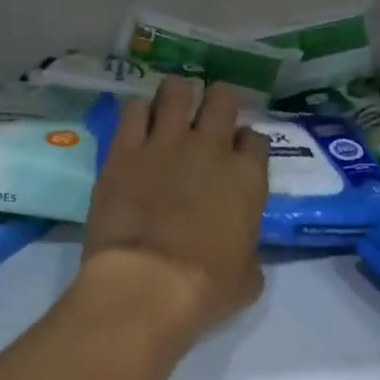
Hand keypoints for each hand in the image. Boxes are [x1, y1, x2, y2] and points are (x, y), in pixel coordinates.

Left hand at [77, 77, 268, 343]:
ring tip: (170, 110)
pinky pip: (133, 109)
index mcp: (247, 177)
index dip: (246, 144)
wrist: (148, 284)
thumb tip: (242, 253)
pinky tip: (137, 125)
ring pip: (176, 92)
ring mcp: (166, 143)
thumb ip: (249, 252)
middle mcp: (211, 148)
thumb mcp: (248, 277)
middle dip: (218, 104)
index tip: (237, 156)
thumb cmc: (206, 287)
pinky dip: (138, 112)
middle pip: (222, 100)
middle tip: (208, 120)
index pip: (255, 139)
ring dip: (177, 97)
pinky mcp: (124, 150)